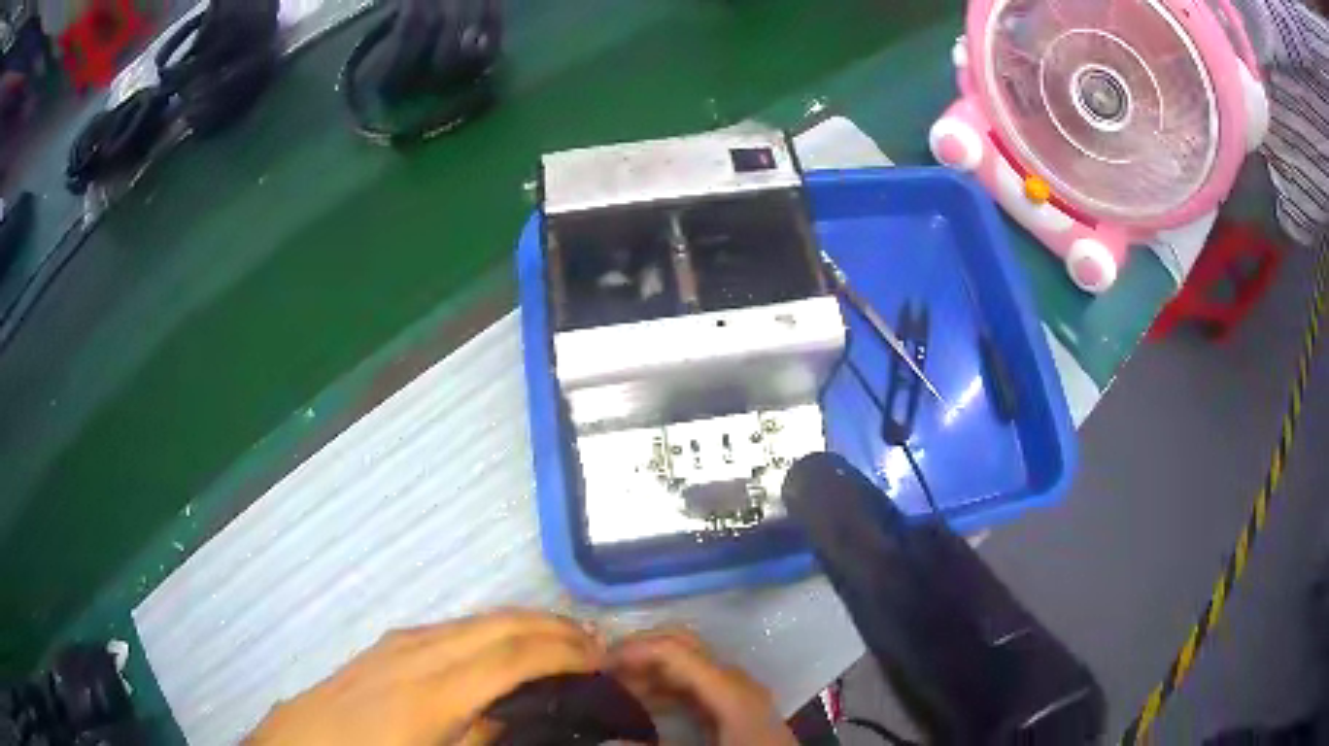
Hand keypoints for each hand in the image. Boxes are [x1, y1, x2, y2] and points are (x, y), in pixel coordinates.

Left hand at [245, 609, 603, 745]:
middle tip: (596, 646)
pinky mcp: (387, 647)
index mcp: (433, 691)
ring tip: (561, 641)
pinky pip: (452, 628)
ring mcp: (399, 644)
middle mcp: (418, 653)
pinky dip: (490, 629)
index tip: (603, 660)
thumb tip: (527, 715)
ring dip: (524, 624)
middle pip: (497, 624)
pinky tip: (501, 646)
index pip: (512, 655)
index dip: (562, 651)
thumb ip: (482, 738)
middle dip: (552, 628)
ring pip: (475, 620)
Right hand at [609, 627, 796, 745]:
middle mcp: (735, 681)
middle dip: (637, 651)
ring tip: (611, 686)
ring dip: (648, 669)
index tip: (593, 666)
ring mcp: (738, 692)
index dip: (630, 651)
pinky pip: (695, 684)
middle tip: (598, 670)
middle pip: (682, 646)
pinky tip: (642, 702)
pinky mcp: (736, 707)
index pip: (674, 649)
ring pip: (687, 664)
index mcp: (730, 690)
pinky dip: (664, 686)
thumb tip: (605, 738)